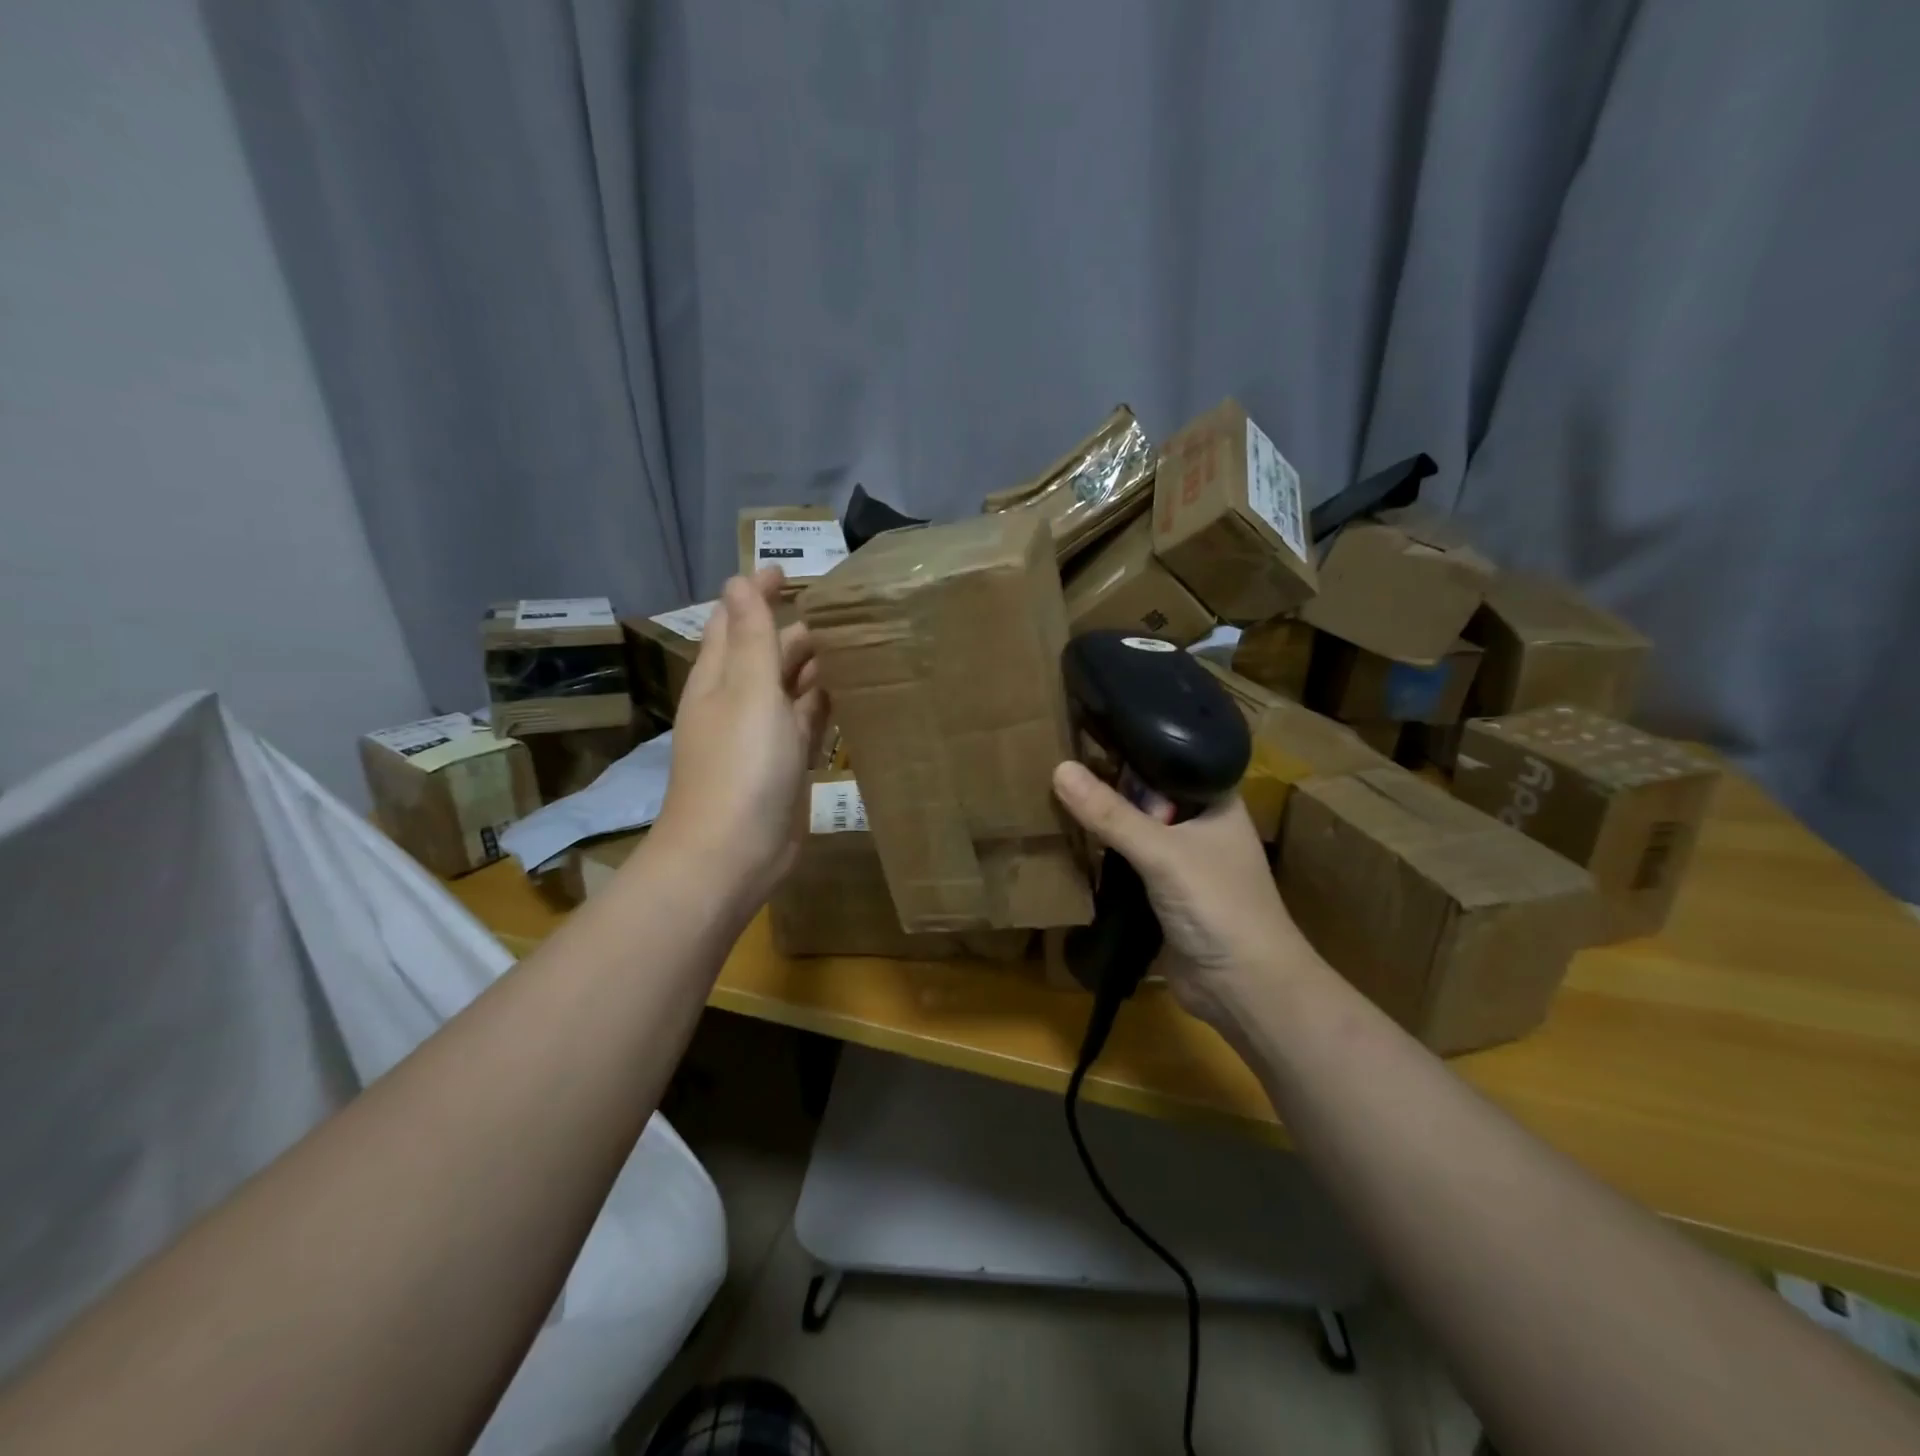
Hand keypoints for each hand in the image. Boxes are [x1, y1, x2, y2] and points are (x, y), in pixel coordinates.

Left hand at [654, 569, 828, 907]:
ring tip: (860, 645)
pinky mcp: (787, 766)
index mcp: (721, 678)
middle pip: (769, 654)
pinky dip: (827, 706)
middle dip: (799, 630)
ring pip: (792, 690)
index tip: (787, 570)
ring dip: (818, 667)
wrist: (733, 853)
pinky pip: (808, 724)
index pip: (736, 622)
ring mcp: (764, 737)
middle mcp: (740, 702)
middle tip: (845, 610)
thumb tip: (738, 580)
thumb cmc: (741, 766)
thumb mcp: (748, 691)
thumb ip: (751, 636)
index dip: (757, 595)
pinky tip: (854, 695)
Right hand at [1051, 761, 1322, 1031]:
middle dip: (1105, 784)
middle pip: (1144, 795)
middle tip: (1052, 760)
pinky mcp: (1161, 894)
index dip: (1128, 744)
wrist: (1244, 989)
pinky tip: (1066, 840)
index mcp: (1214, 801)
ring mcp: (1180, 861)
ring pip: (1132, 830)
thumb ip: (1111, 814)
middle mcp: (1198, 824)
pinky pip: (1124, 864)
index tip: (1081, 728)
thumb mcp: (1162, 853)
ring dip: (1100, 822)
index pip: (1166, 757)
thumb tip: (1059, 768)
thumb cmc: (1219, 906)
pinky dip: (1100, 856)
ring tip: (1049, 793)